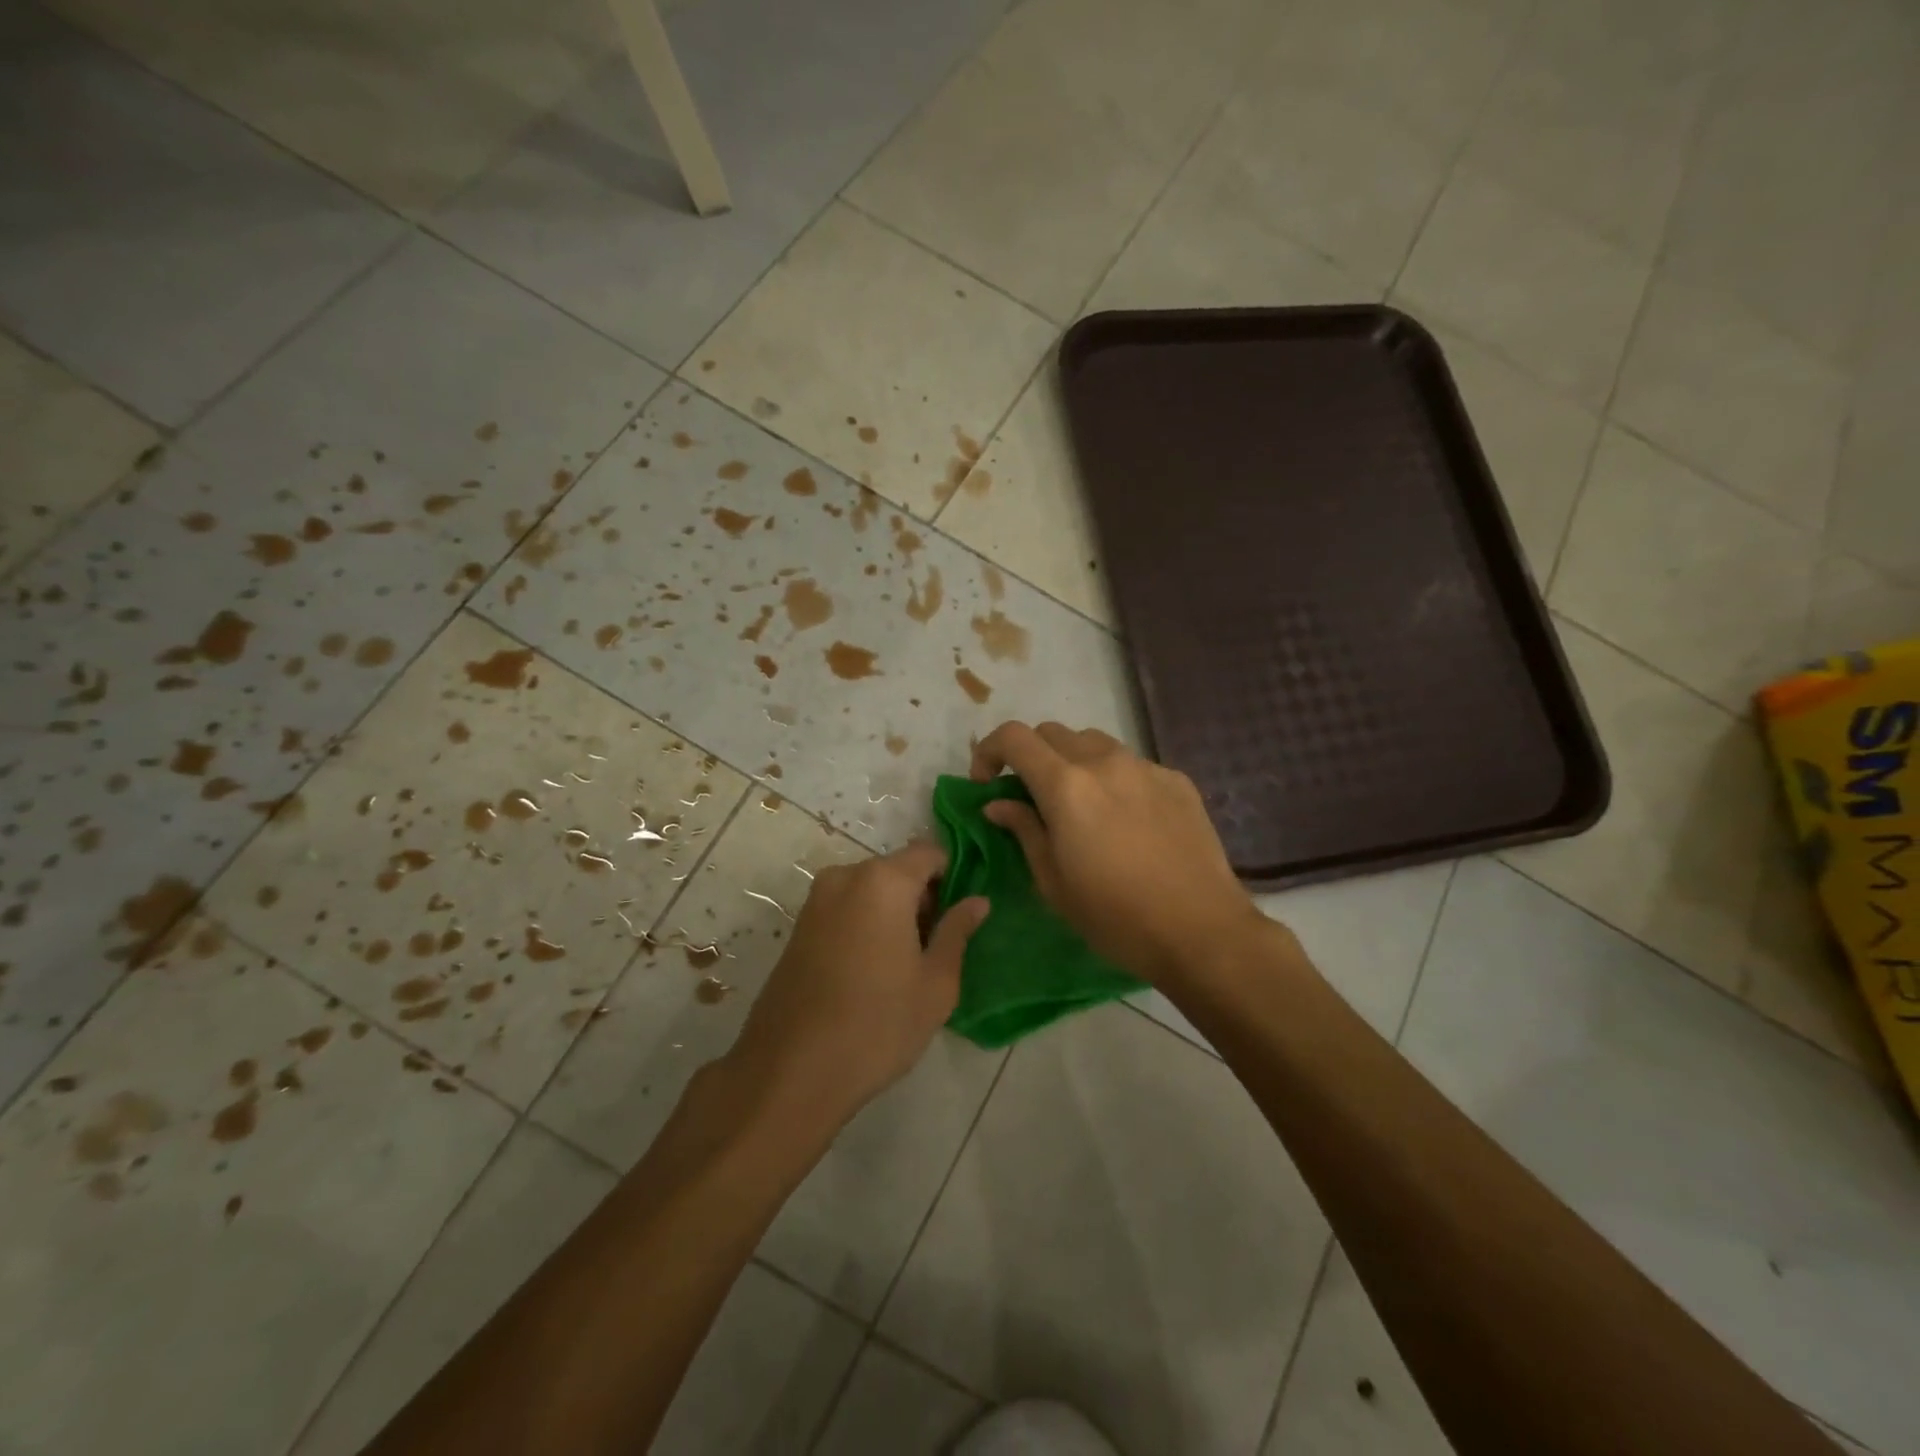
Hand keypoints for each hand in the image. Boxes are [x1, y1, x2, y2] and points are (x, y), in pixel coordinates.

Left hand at [723, 841, 988, 1131]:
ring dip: (893, 914)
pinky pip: (845, 909)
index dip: (953, 877)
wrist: (790, 1072)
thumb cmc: (877, 1024)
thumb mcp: (935, 983)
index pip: (930, 853)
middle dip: (922, 898)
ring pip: (870, 891)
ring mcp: (815, 901)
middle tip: (937, 948)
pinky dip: (865, 925)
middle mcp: (845, 877)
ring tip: (904, 966)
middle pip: (898, 870)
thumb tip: (977, 901)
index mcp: (883, 881)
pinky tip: (871, 972)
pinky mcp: (798, 927)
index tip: (961, 915)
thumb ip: (957, 932)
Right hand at [970, 721, 1265, 985]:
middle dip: (1030, 757)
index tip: (987, 784)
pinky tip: (1125, 820)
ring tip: (1079, 804)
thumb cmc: (1115, 917)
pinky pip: (1132, 764)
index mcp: (1066, 786)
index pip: (1014, 737)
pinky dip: (1112, 779)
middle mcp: (1105, 762)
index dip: (990, 752)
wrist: (1201, 931)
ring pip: (1094, 743)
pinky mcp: (1177, 780)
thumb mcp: (1053, 882)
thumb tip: (998, 804)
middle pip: (1052, 733)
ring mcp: (1145, 767)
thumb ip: (1023, 830)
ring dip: (1072, 762)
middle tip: (1030, 797)